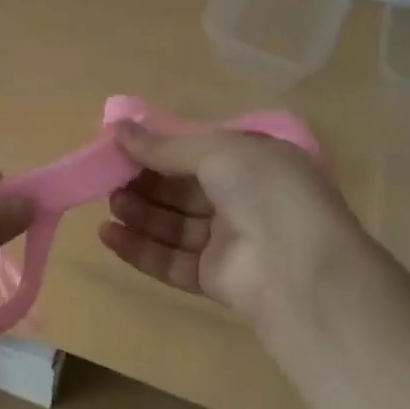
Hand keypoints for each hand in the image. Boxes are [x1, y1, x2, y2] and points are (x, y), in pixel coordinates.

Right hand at [97, 120, 364, 327]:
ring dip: (139, 213)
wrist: (302, 270)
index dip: (158, 149)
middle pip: (181, 189)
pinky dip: (141, 248)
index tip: (120, 146)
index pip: (195, 152)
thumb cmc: (263, 190)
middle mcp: (242, 199)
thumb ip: (164, 146)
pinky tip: (109, 236)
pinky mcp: (216, 279)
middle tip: (108, 177)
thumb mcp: (215, 151)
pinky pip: (172, 260)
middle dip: (145, 182)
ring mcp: (230, 241)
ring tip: (108, 205)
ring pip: (174, 224)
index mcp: (250, 161)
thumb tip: (117, 129)